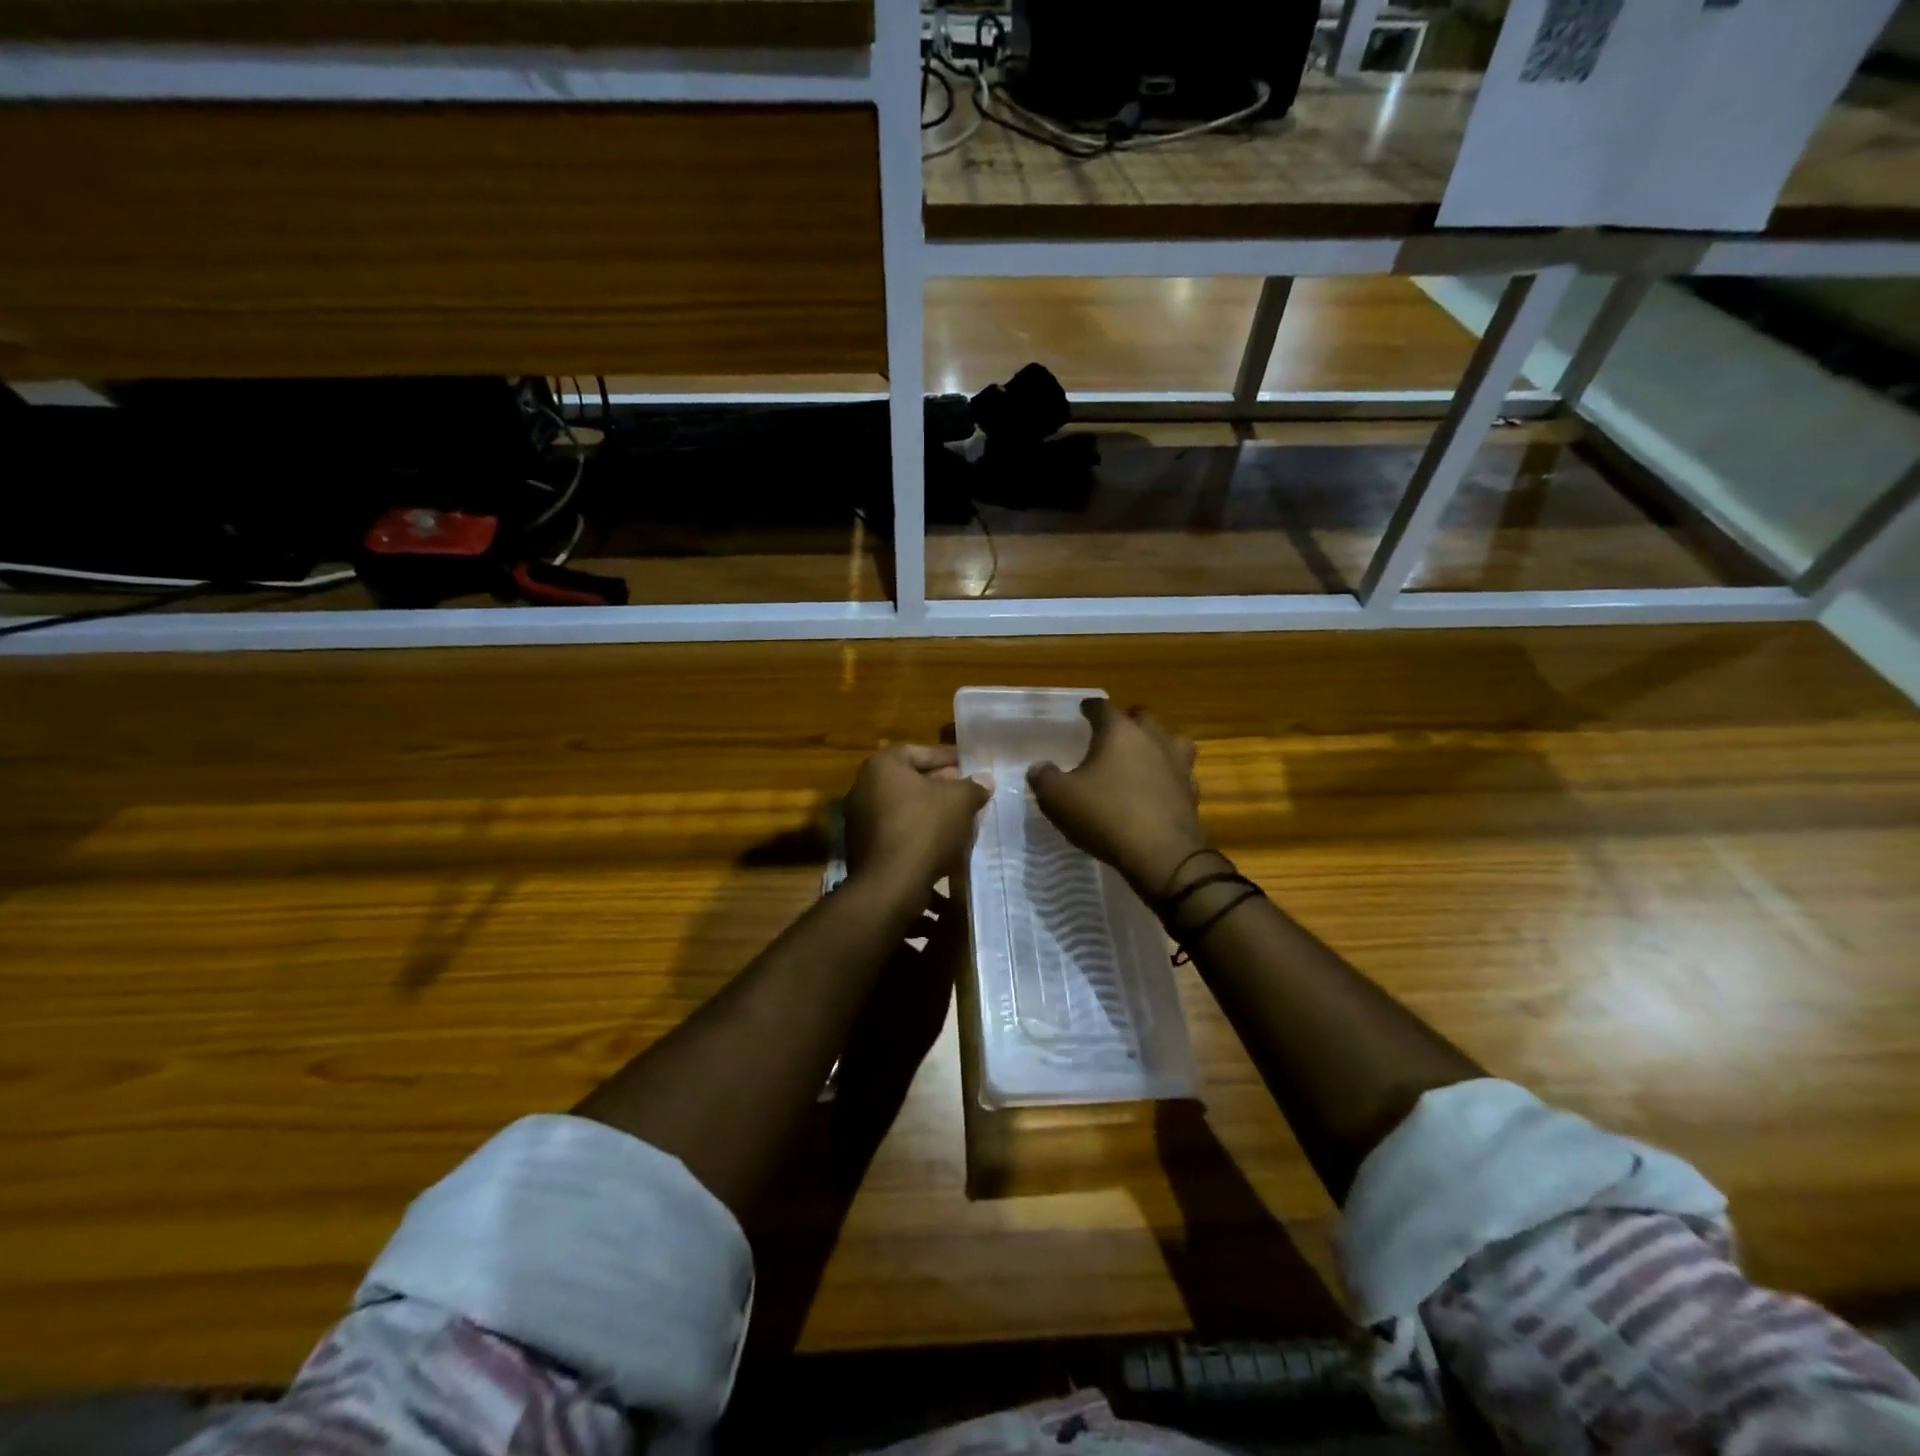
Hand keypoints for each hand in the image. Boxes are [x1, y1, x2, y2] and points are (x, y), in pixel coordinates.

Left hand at [844, 744, 989, 894]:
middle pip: (909, 779)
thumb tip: (984, 780)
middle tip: (966, 792)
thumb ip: (973, 786)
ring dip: (929, 810)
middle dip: (940, 785)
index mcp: (882, 766)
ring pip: (903, 806)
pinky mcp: (862, 847)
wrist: (890, 885)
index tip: (969, 767)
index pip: (919, 751)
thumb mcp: (960, 802)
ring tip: (958, 819)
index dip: (947, 758)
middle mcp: (863, 786)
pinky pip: (895, 830)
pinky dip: (917, 831)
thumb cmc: (925, 829)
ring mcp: (858, 818)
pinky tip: (940, 842)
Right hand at [1028, 701, 1208, 896]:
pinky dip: (1171, 775)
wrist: (1162, 855)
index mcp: (1120, 732)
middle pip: (1144, 717)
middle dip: (1129, 719)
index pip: (1103, 707)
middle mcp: (1153, 740)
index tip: (1083, 710)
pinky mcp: (1191, 793)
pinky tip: (1160, 787)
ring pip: (1173, 741)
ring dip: (1159, 742)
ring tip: (1145, 753)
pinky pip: (1182, 774)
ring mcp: (1178, 765)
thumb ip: (1044, 778)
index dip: (1091, 707)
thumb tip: (1039, 768)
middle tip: (1115, 729)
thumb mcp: (1059, 798)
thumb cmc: (1106, 816)